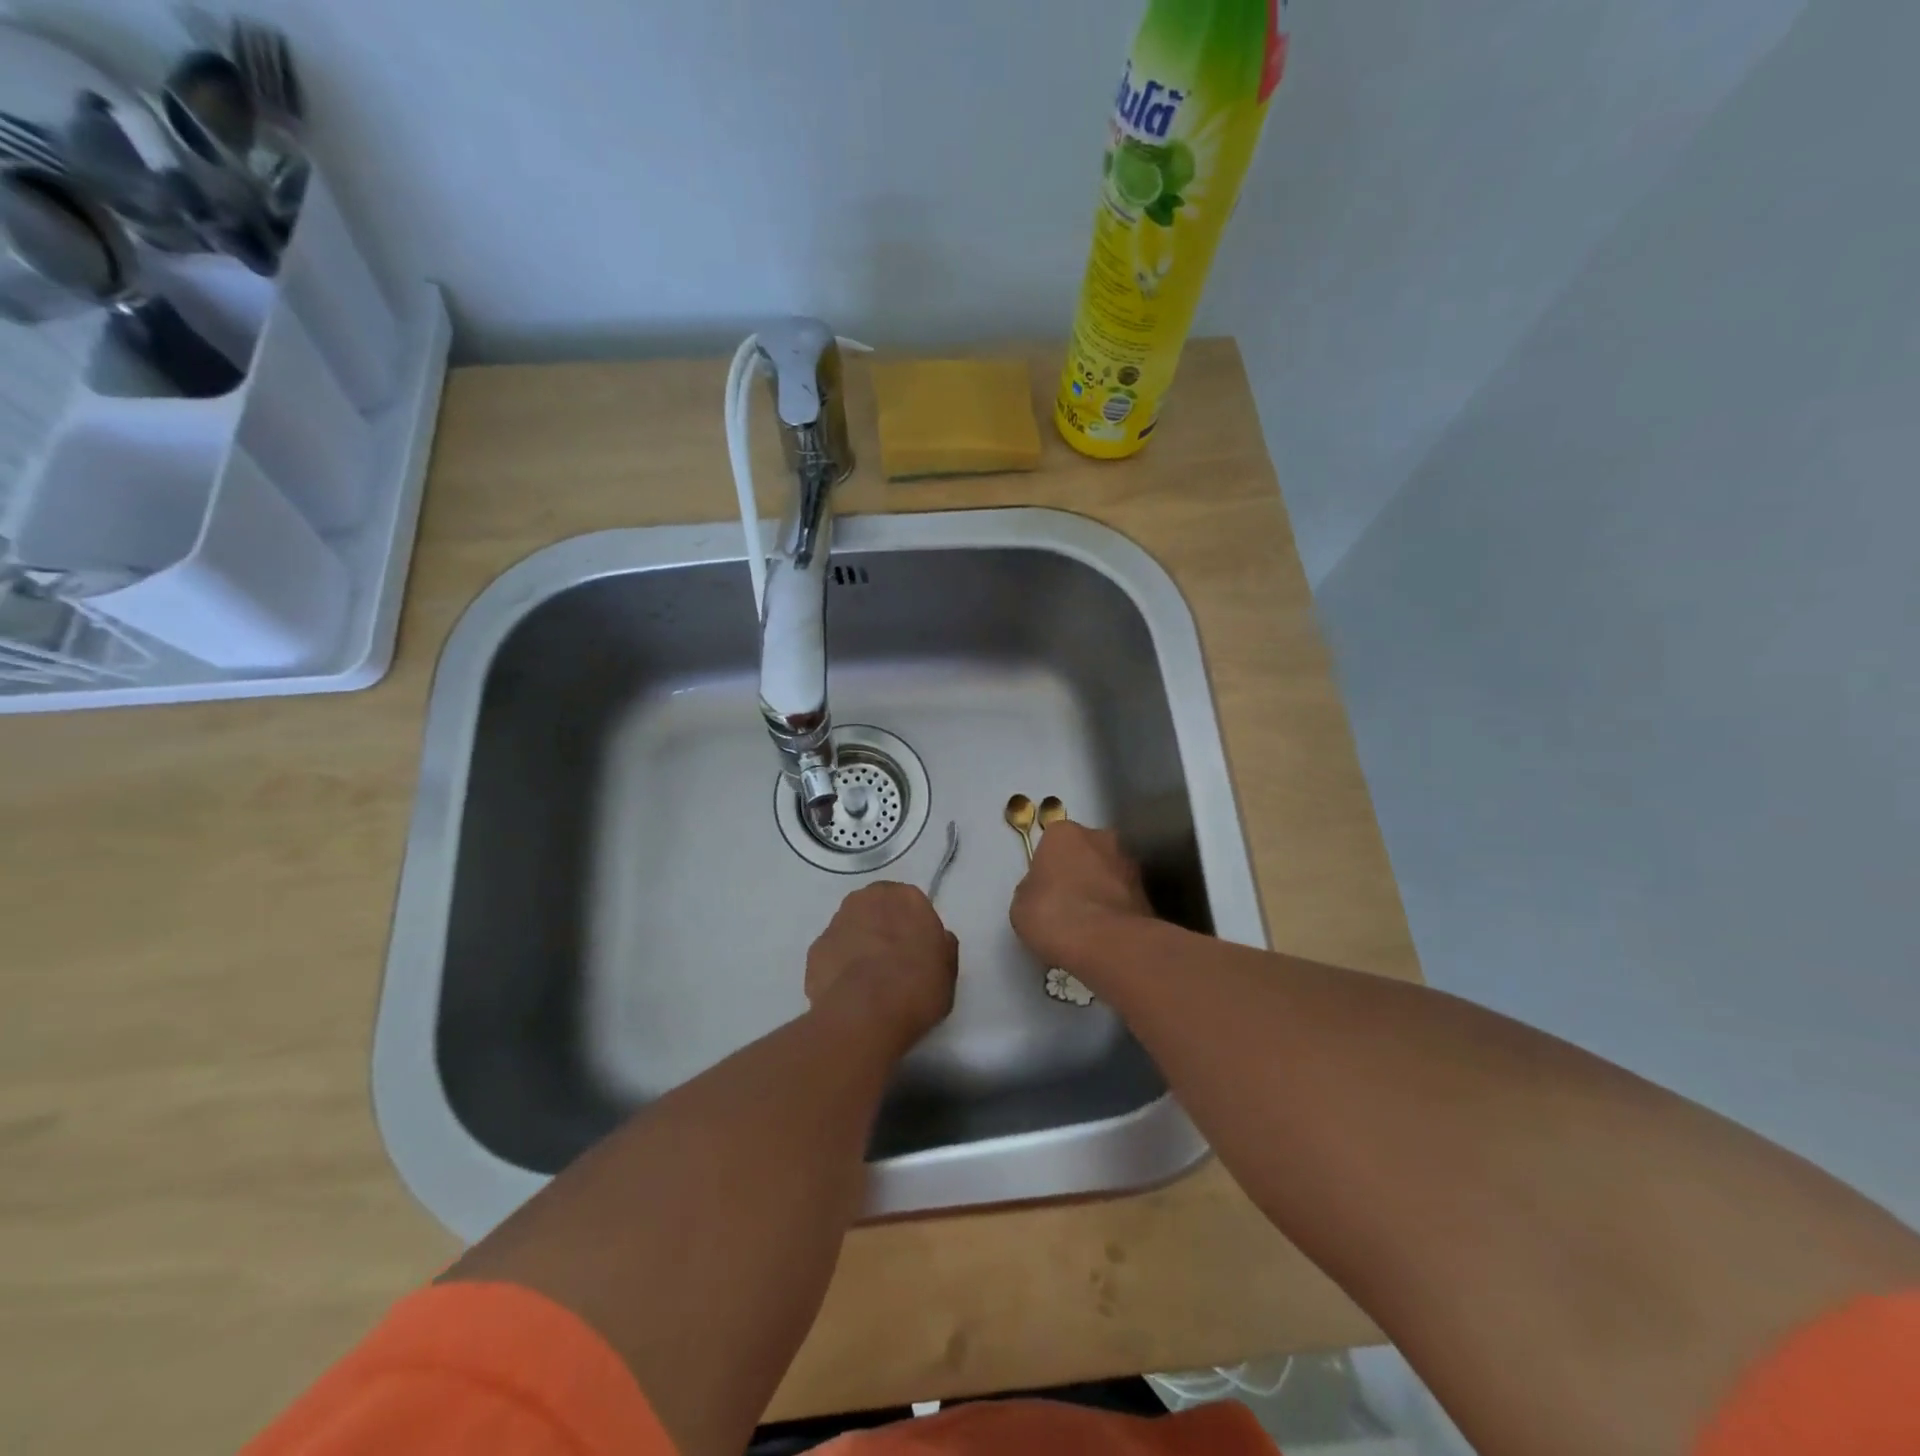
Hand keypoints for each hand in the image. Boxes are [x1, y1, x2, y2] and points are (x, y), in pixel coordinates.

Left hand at [805, 882, 958, 1050]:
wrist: (866, 1013)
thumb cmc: (917, 986)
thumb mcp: (947, 969)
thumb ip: (941, 946)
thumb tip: (937, 940)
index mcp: (905, 897)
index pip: (910, 903)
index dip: (913, 927)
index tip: (916, 950)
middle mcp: (867, 899)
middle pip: (876, 909)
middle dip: (882, 928)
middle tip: (892, 963)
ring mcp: (836, 922)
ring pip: (850, 929)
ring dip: (857, 945)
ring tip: (867, 983)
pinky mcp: (814, 950)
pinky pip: (832, 955)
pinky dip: (838, 968)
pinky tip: (848, 993)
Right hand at [1010, 822, 1155, 975]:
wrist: (1106, 943)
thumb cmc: (1053, 914)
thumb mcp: (1021, 904)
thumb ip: (1032, 889)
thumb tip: (1043, 891)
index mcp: (1064, 833)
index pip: (1053, 841)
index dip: (1048, 865)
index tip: (1044, 889)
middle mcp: (1101, 837)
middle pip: (1086, 851)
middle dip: (1079, 870)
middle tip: (1066, 903)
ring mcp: (1129, 863)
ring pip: (1109, 873)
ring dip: (1101, 889)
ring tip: (1088, 924)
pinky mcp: (1148, 892)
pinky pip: (1124, 897)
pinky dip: (1116, 910)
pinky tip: (1105, 934)